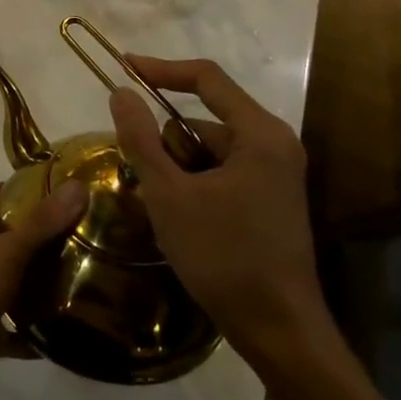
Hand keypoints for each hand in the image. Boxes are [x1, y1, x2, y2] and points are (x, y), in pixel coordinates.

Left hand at [0, 181, 86, 399]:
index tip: (37, 188)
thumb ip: (41, 223)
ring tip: (80, 275)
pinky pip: (19, 332)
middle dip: (33, 236)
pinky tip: (70, 332)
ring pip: (13, 285)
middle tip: (74, 231)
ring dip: (40, 283)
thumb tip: (77, 186)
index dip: (0, 190)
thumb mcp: (6, 253)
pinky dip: (39, 333)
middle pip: (1, 242)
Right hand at [108, 56, 333, 374]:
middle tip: (151, 185)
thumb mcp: (169, 195)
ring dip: (178, 171)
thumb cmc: (223, 256)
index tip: (123, 67)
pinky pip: (221, 173)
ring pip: (208, 151)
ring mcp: (276, 174)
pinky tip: (185, 223)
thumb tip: (120, 92)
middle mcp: (274, 144)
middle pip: (203, 120)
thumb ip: (141, 138)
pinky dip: (195, 186)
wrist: (280, 332)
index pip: (207, 78)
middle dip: (169, 146)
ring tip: (168, 213)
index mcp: (259, 134)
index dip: (162, 68)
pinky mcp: (271, 199)